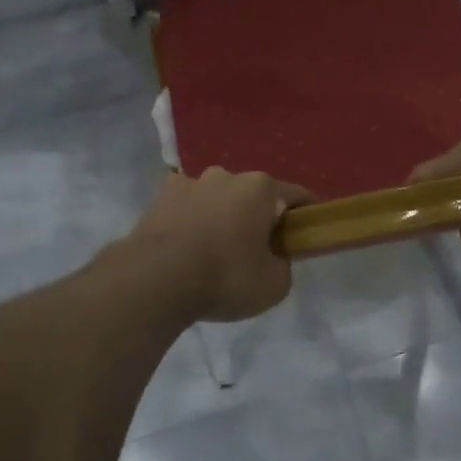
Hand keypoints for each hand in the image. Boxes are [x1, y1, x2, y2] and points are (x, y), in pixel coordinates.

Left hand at [124, 168, 311, 321]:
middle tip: (259, 250)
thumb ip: (283, 265)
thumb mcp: (275, 285)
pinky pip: (187, 209)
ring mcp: (189, 183)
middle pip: (254, 195)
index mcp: (261, 188)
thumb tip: (274, 258)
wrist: (154, 281)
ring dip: (222, 217)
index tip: (306, 235)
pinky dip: (192, 223)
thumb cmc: (225, 277)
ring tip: (216, 251)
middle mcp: (226, 175)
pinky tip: (188, 250)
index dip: (306, 216)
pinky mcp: (158, 199)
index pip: (297, 195)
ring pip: (217, 199)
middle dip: (259, 216)